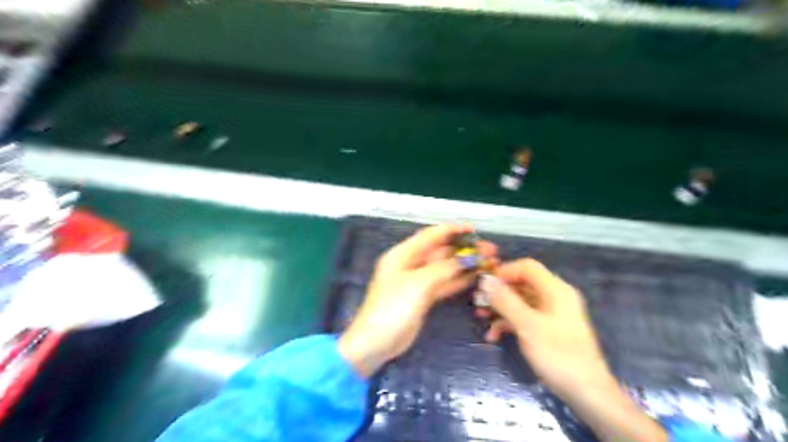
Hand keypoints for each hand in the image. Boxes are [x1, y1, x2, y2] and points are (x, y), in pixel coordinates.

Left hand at [337, 226, 492, 378]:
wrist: (376, 342)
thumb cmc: (393, 308)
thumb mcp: (418, 284)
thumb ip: (443, 268)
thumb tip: (467, 258)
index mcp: (403, 254)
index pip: (431, 236)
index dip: (453, 230)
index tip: (474, 230)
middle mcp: (411, 264)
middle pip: (441, 251)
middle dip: (464, 249)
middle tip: (489, 250)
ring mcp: (418, 281)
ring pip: (445, 268)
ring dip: (464, 264)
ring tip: (488, 262)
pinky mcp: (423, 297)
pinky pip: (444, 284)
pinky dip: (459, 280)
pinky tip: (476, 277)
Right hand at [477, 260, 666, 441]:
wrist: (588, 394)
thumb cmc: (558, 355)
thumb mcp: (527, 326)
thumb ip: (505, 301)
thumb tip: (485, 280)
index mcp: (555, 290)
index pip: (526, 267)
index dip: (504, 271)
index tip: (484, 284)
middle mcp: (554, 297)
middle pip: (522, 284)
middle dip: (498, 292)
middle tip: (477, 303)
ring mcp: (552, 314)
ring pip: (521, 301)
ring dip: (500, 308)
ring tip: (481, 317)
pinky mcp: (549, 329)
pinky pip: (525, 317)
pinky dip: (509, 323)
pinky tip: (494, 336)